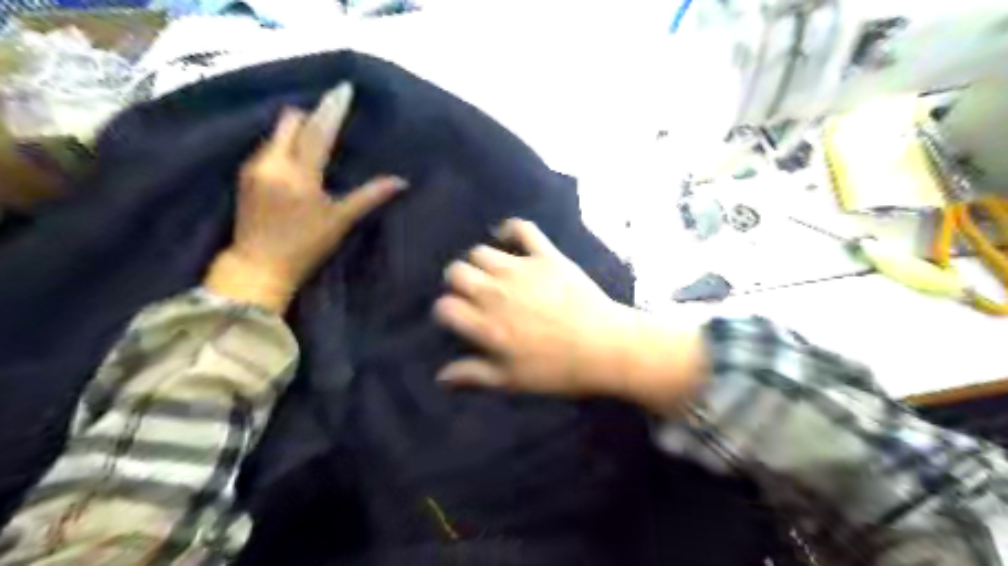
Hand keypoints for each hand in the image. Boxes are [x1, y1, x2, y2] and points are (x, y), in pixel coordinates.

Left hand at [203, 81, 403, 314]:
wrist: (257, 266)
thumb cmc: (305, 246)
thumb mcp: (341, 221)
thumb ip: (370, 196)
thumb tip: (401, 182)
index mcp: (300, 174)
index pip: (319, 130)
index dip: (333, 108)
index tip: (344, 89)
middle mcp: (273, 162)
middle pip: (291, 121)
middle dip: (310, 118)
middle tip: (329, 126)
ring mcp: (254, 166)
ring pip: (277, 133)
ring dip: (296, 133)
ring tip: (313, 147)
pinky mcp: (244, 175)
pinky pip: (267, 147)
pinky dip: (283, 147)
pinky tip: (293, 164)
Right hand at [437, 216, 707, 411]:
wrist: (605, 347)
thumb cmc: (557, 370)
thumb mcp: (511, 380)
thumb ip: (473, 374)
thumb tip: (441, 375)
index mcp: (485, 325)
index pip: (445, 307)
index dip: (447, 311)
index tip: (458, 317)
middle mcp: (495, 292)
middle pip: (456, 272)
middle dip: (458, 282)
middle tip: (473, 294)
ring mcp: (520, 270)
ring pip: (480, 252)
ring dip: (480, 263)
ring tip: (492, 273)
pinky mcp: (546, 255)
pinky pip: (521, 228)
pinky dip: (510, 229)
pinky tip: (507, 237)